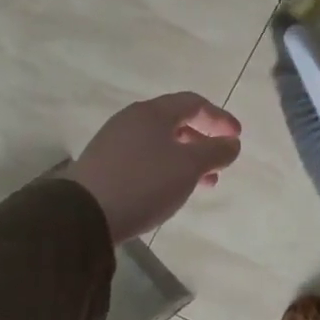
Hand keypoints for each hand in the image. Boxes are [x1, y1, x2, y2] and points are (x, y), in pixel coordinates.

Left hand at [62, 92, 241, 242]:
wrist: (82, 215)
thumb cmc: (145, 182)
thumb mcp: (190, 166)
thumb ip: (216, 151)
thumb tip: (232, 143)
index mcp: (153, 112)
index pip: (194, 103)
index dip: (220, 118)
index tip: (237, 137)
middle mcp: (132, 120)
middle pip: (176, 122)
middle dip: (203, 141)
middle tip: (220, 161)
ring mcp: (114, 142)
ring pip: (161, 143)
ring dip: (187, 158)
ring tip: (202, 183)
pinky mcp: (104, 166)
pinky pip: (145, 158)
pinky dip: (166, 168)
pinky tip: (171, 189)